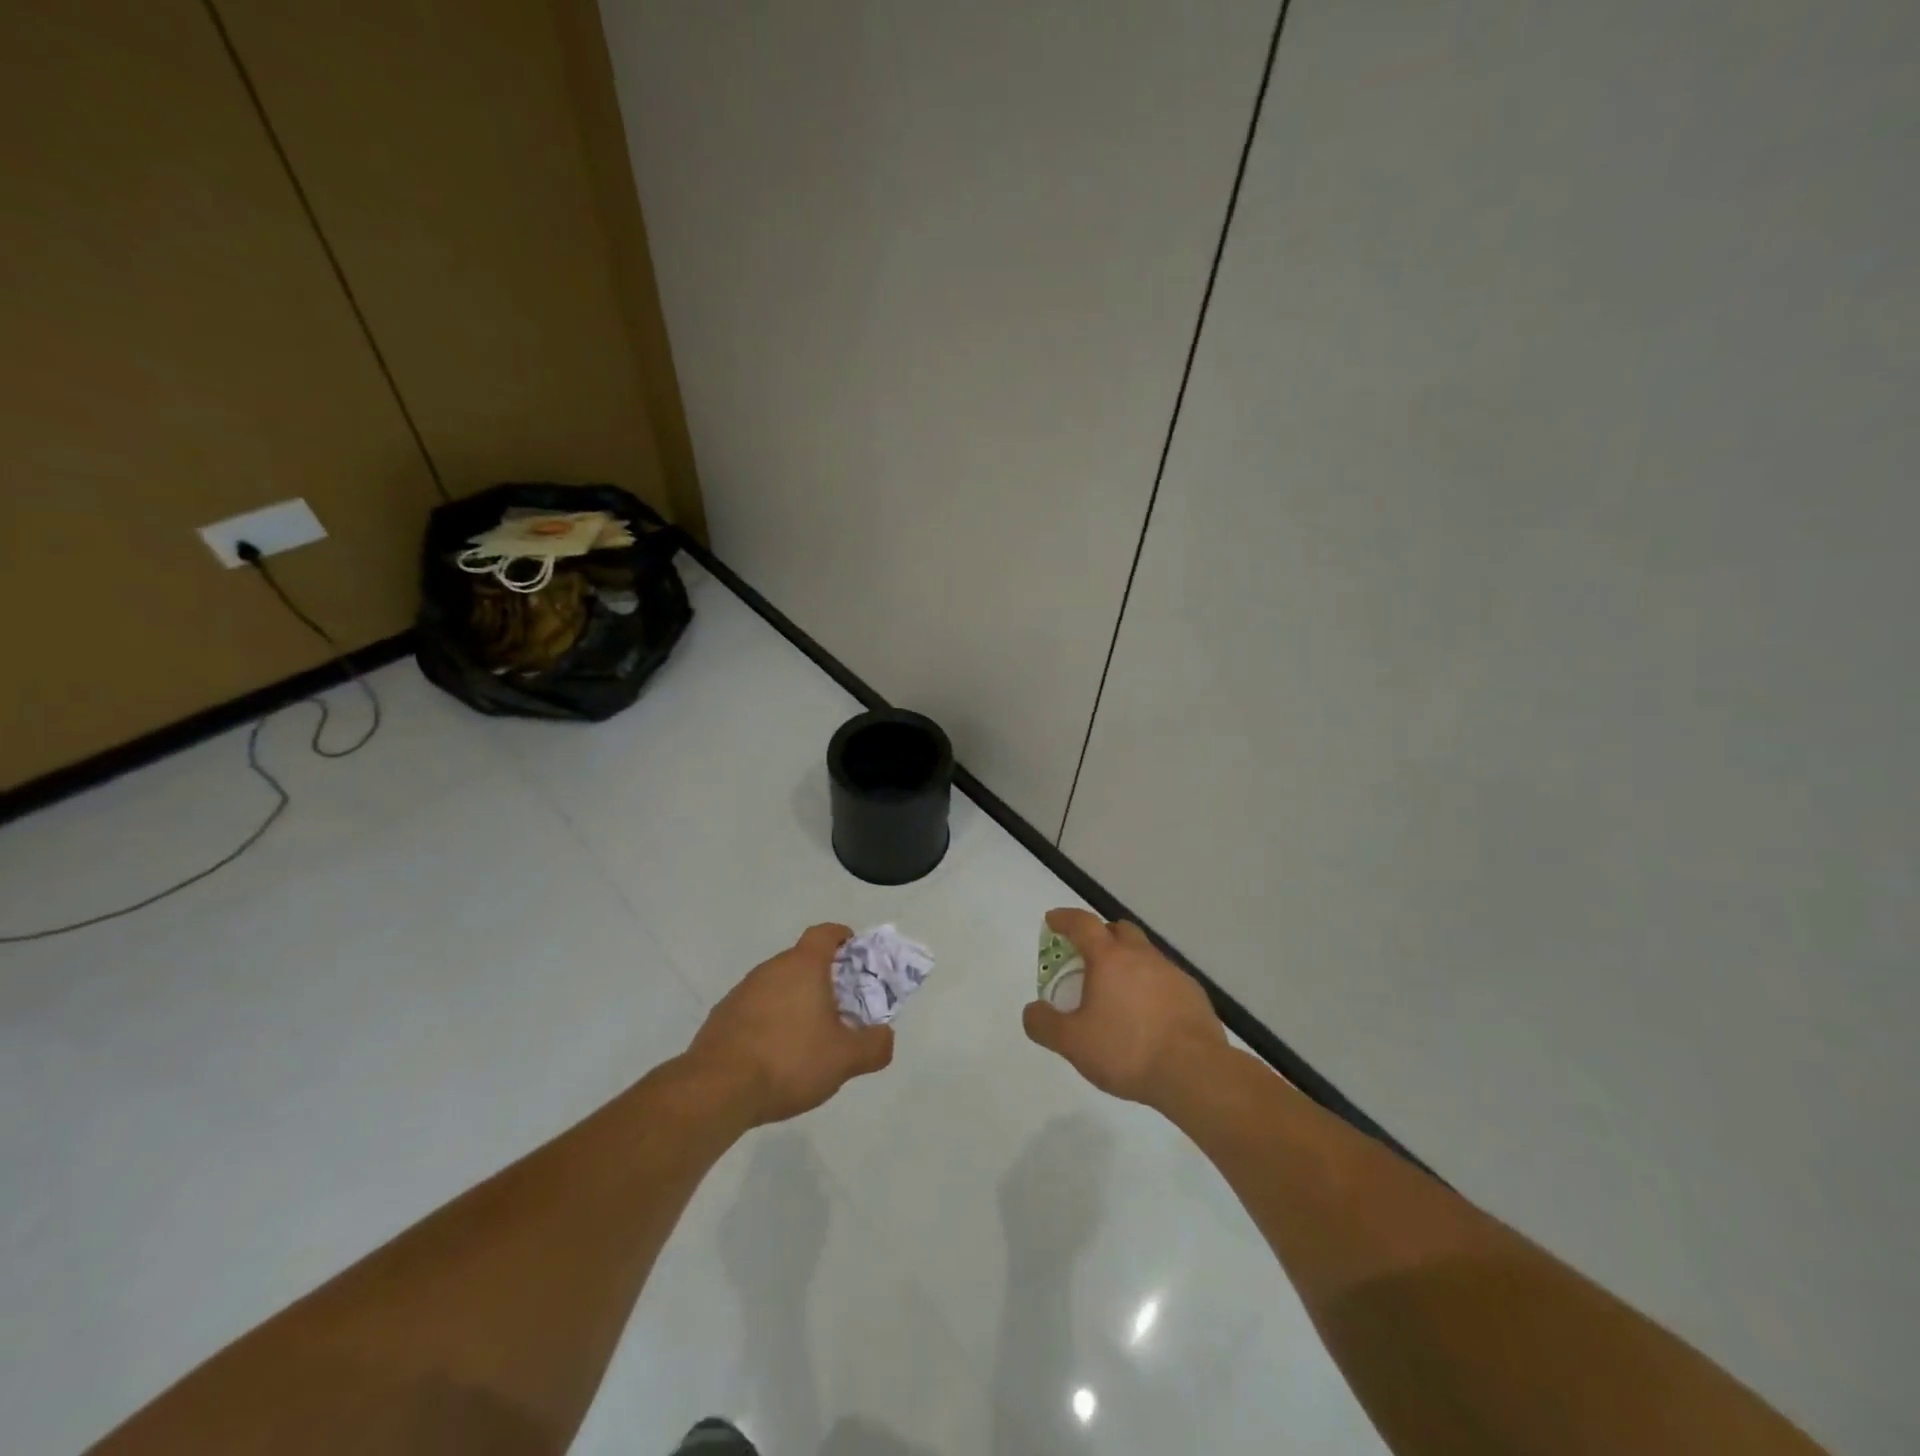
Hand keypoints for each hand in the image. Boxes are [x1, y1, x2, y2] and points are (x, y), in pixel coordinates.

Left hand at [684, 923, 893, 1126]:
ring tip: (808, 1035)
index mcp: (803, 966)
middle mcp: (771, 969)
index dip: (841, 936)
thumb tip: (885, 1036)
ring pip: (777, 985)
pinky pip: (755, 1008)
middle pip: (801, 960)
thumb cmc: (790, 1061)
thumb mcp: (845, 1059)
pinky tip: (775, 1054)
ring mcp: (742, 991)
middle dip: (822, 977)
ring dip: (794, 1000)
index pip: (824, 933)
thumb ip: (874, 1045)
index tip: (853, 952)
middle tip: (839, 1005)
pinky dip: (769, 1020)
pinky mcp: (722, 1016)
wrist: (718, 1089)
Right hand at [1023, 908, 1226, 1110]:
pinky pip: (1165, 978)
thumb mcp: (1073, 1043)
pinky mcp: (1193, 994)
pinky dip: (1150, 986)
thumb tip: (1032, 1010)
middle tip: (1087, 957)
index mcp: (1109, 958)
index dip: (1064, 918)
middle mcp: (1141, 956)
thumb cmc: (1127, 1051)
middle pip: (1118, 930)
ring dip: (1127, 962)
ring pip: (1144, 954)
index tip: (1053, 921)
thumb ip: (1045, 1024)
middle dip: (1100, 936)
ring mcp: (1172, 972)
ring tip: (1117, 992)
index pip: (1082, 923)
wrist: (1194, 1072)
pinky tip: (1147, 1014)